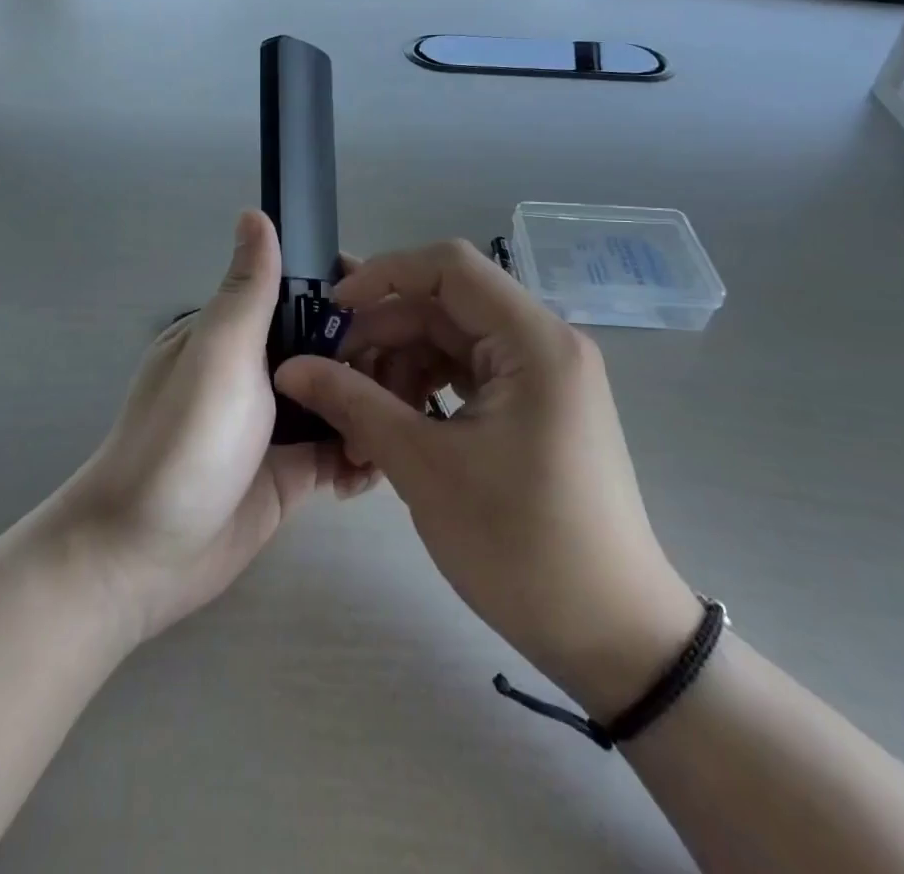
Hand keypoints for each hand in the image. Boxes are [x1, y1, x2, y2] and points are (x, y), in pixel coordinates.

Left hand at [54, 211, 370, 643]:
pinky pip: (336, 454)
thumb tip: (255, 212)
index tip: (395, 307)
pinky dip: (359, 456)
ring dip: (370, 410)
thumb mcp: (218, 353)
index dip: (347, 298)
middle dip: (370, 360)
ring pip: (338, 402)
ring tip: (407, 423)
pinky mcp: (289, 474)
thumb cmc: (183, 441)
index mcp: (235, 334)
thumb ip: (249, 289)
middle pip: (328, 351)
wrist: (142, 557)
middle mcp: (257, 373)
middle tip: (415, 379)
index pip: (302, 298)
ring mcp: (273, 426)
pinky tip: (377, 467)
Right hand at [275, 240, 701, 721]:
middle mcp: (543, 343)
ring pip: (451, 343)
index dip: (384, 275)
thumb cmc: (522, 545)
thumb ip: (353, 403)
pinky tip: (392, 430)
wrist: (612, 637)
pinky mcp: (536, 407)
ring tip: (359, 423)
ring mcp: (542, 376)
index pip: (449, 267)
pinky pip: (468, 377)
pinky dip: (425, 394)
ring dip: (399, 371)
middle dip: (383, 337)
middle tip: (332, 381)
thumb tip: (290, 368)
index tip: (332, 312)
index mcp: (533, 340)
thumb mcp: (425, 467)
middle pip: (446, 308)